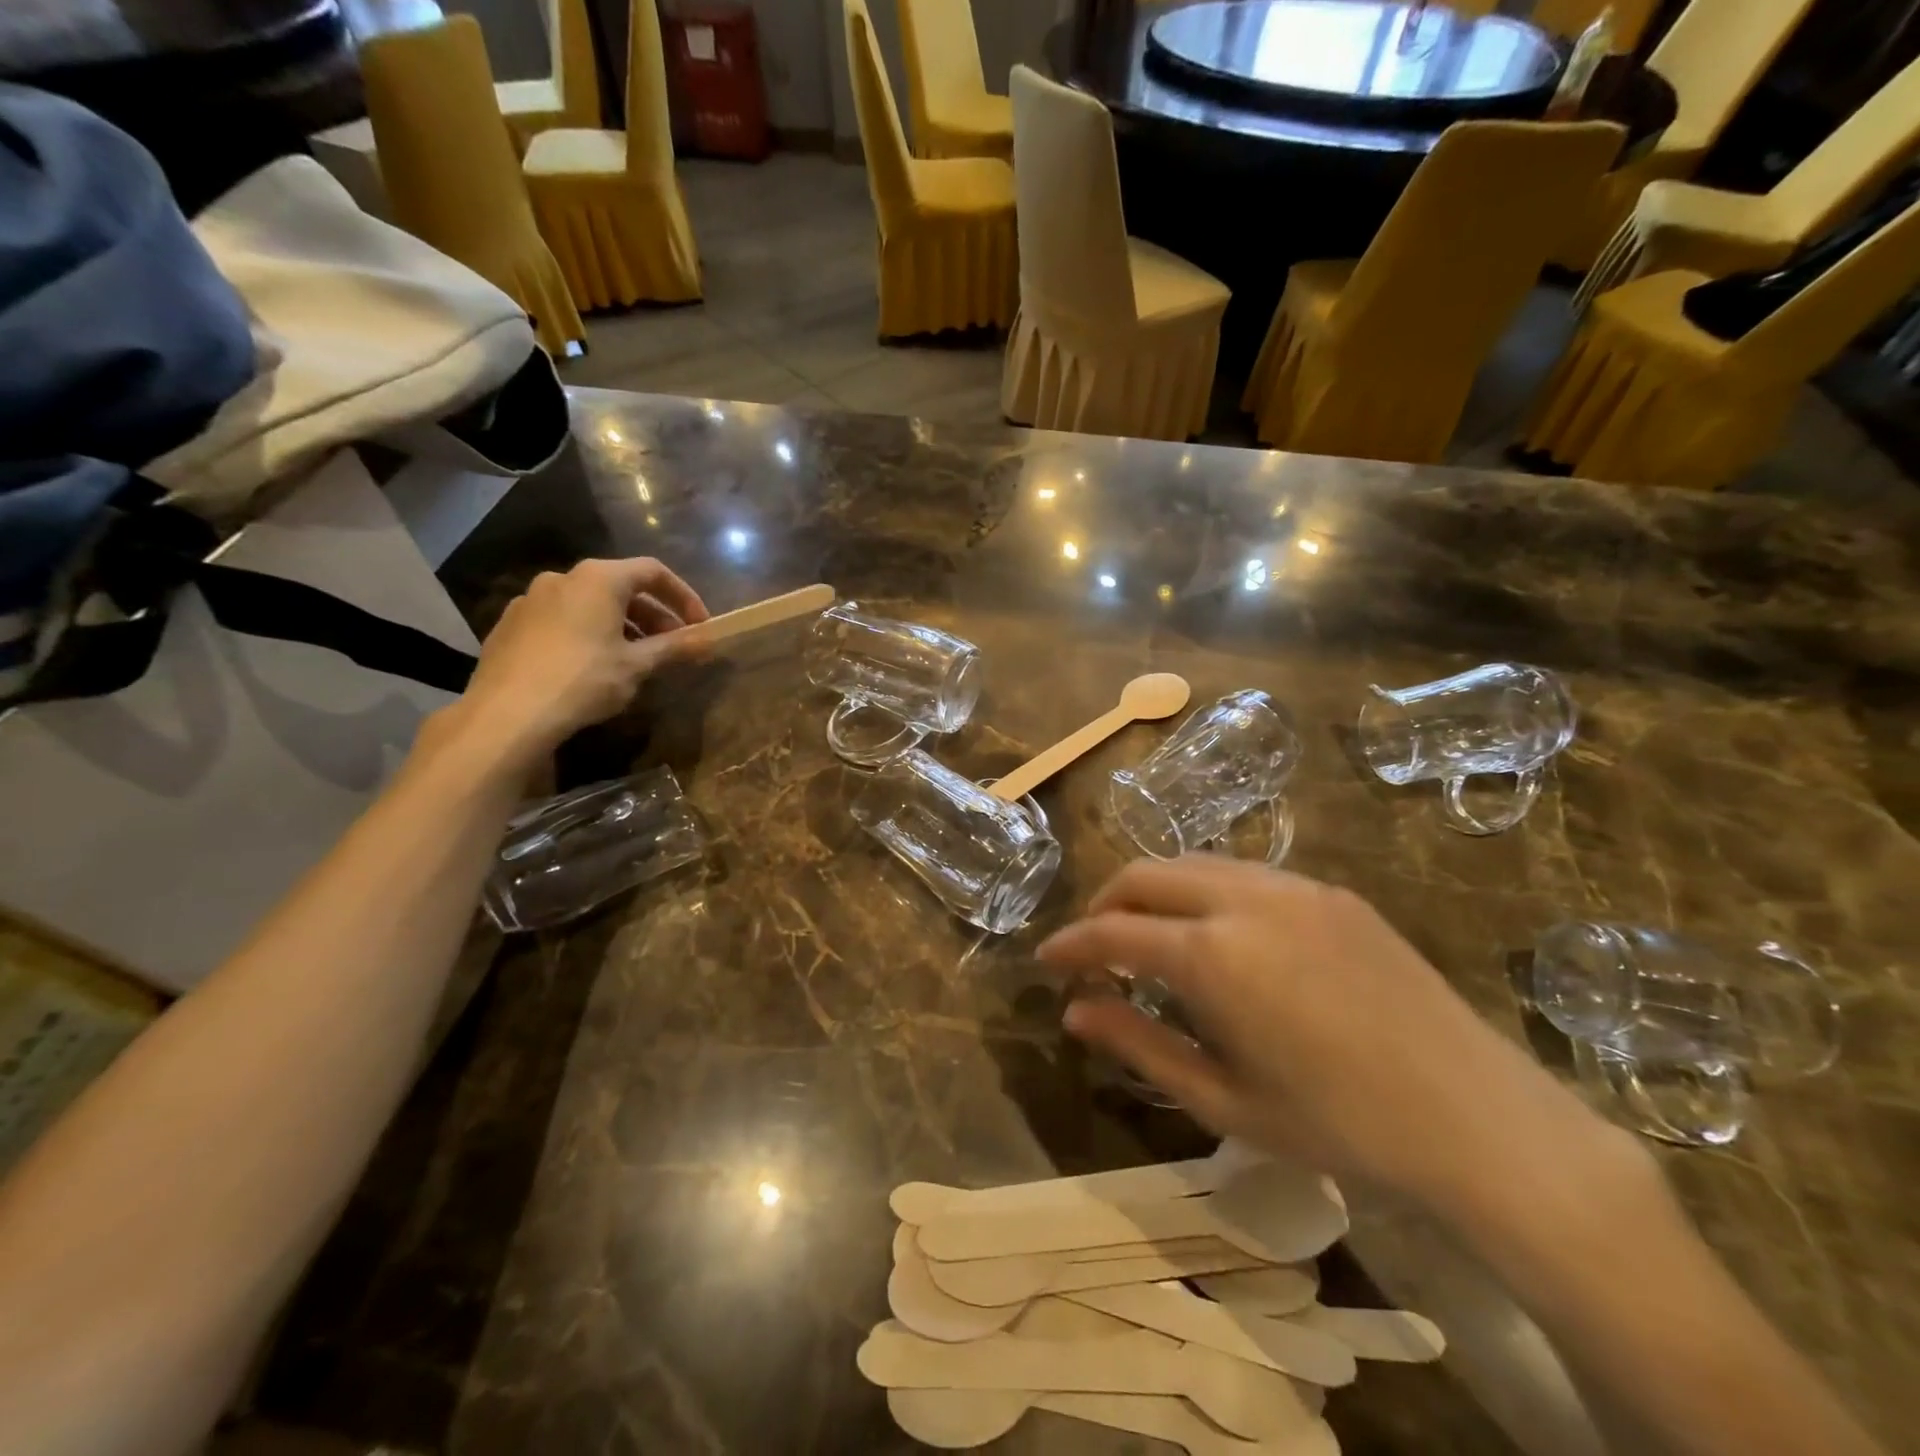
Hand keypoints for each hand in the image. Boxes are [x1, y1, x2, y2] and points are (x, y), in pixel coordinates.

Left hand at [440, 557, 708, 767]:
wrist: (507, 714)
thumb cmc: (584, 680)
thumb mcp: (638, 665)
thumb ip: (675, 647)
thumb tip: (710, 639)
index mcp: (598, 579)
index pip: (653, 571)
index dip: (683, 596)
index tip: (700, 625)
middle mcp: (563, 578)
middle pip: (621, 587)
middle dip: (653, 616)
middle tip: (673, 646)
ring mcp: (531, 600)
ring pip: (590, 605)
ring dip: (621, 625)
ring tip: (636, 659)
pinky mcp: (510, 625)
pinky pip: (562, 620)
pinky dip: (588, 634)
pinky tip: (593, 666)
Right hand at [1039, 857, 1637, 1222]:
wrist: (1480, 1120)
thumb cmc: (1340, 1126)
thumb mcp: (1225, 1100)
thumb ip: (1140, 1046)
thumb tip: (1075, 1011)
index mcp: (1213, 955)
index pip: (1113, 932)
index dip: (1071, 944)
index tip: (1046, 960)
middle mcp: (1245, 900)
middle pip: (1146, 874)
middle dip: (1106, 904)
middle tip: (1093, 950)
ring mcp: (1294, 887)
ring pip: (1194, 863)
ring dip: (1155, 892)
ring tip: (1149, 938)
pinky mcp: (1331, 891)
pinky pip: (1244, 872)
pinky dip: (1205, 891)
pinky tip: (1218, 935)